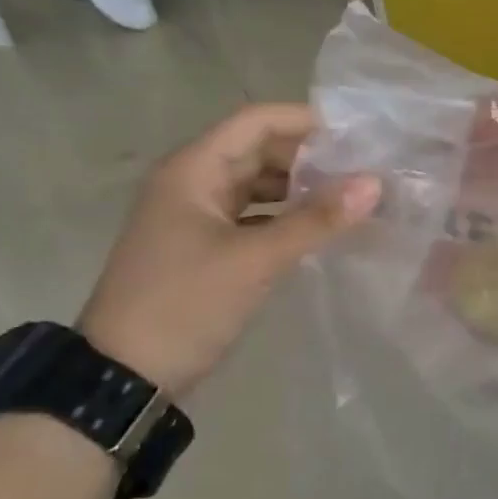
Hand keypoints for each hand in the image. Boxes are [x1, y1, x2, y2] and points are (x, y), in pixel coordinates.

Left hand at [78, 104, 378, 396]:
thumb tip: (375, 183)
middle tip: (364, 169)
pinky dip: (286, 216)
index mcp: (193, 170)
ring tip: (351, 197)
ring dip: (300, 187)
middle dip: (310, 157)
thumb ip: (317, 219)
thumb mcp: (256, 259)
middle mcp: (192, 182)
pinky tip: (320, 228)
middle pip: (259, 150)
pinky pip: (253, 215)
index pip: (256, 121)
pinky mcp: (203, 246)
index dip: (306, 121)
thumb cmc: (184, 304)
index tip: (357, 135)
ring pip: (257, 184)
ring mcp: (195, 215)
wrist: (122, 377)